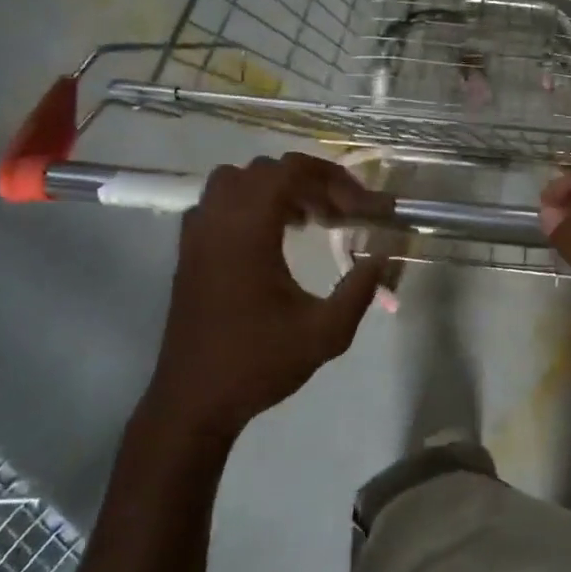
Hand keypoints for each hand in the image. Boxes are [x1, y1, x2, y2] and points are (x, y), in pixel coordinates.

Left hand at [144, 153, 390, 441]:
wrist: (194, 400)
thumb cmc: (258, 364)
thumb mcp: (325, 333)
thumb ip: (359, 290)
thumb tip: (381, 257)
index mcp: (247, 231)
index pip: (290, 171)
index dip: (332, 179)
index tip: (360, 208)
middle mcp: (217, 221)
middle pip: (266, 171)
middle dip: (310, 183)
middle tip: (341, 215)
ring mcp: (196, 235)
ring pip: (237, 181)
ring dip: (276, 189)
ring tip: (308, 219)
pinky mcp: (188, 252)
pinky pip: (219, 203)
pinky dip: (249, 204)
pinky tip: (272, 237)